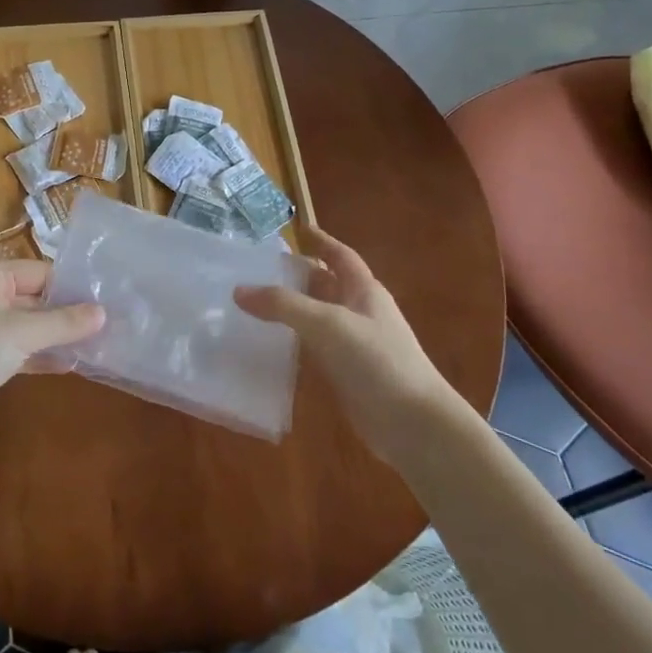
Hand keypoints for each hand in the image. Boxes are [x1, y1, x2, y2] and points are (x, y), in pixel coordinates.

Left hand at [0, 259, 103, 445]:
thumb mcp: (21, 334)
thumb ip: (63, 322)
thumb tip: (103, 313)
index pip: (40, 272)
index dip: (72, 288)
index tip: (106, 302)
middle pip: (33, 297)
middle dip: (66, 314)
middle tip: (107, 325)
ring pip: (25, 324)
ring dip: (54, 336)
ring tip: (95, 346)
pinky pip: (14, 346)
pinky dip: (37, 354)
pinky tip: (68, 365)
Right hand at [235, 227, 462, 467]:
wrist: (412, 423)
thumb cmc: (376, 360)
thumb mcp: (328, 323)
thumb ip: (283, 305)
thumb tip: (238, 290)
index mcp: (364, 290)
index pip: (340, 255)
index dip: (321, 240)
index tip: (297, 229)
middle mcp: (359, 312)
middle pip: (324, 285)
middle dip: (296, 275)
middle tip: (256, 269)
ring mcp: (352, 344)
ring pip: (315, 317)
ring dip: (289, 310)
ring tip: (250, 304)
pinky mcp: (344, 374)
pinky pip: (313, 349)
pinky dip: (292, 343)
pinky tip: (266, 345)